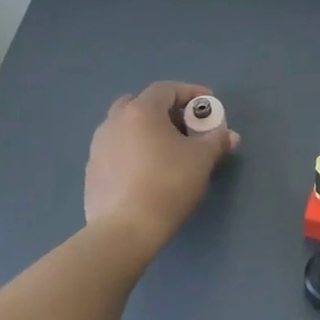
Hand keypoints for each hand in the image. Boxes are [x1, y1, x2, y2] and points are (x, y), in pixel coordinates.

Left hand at [85, 81, 238, 255]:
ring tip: (168, 151)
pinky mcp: (92, 172)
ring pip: (126, 127)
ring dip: (148, 131)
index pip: (166, 89)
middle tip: (185, 127)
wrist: (125, 230)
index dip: (191, 93)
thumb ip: (217, 140)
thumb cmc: (168, 184)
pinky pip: (117, 149)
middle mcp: (114, 122)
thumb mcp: (202, 159)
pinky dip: (134, 151)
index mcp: (141, 111)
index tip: (208, 106)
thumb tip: (227, 135)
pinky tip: (149, 172)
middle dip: (165, 111)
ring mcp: (98, 147)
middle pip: (140, 104)